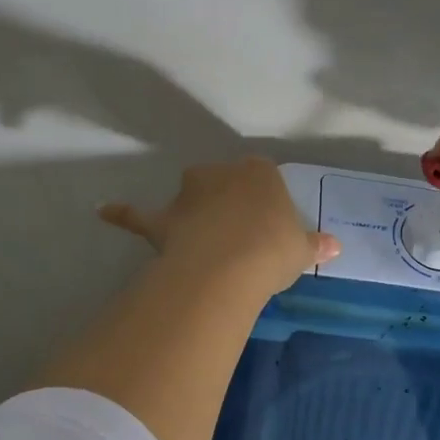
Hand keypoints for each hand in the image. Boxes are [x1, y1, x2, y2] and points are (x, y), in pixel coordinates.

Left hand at [100, 157, 340, 294]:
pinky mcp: (163, 219)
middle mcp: (222, 173)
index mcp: (260, 173)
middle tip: (241, 237)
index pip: (263, 176)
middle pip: (225, 182)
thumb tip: (336, 246)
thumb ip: (315, 244)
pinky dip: (122, 213)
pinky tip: (103, 211)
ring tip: (204, 240)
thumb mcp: (302, 249)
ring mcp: (189, 194)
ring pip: (190, 195)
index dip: (265, 201)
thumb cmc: (273, 250)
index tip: (269, 226)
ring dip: (194, 210)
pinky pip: (139, 214)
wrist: (229, 266)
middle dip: (230, 202)